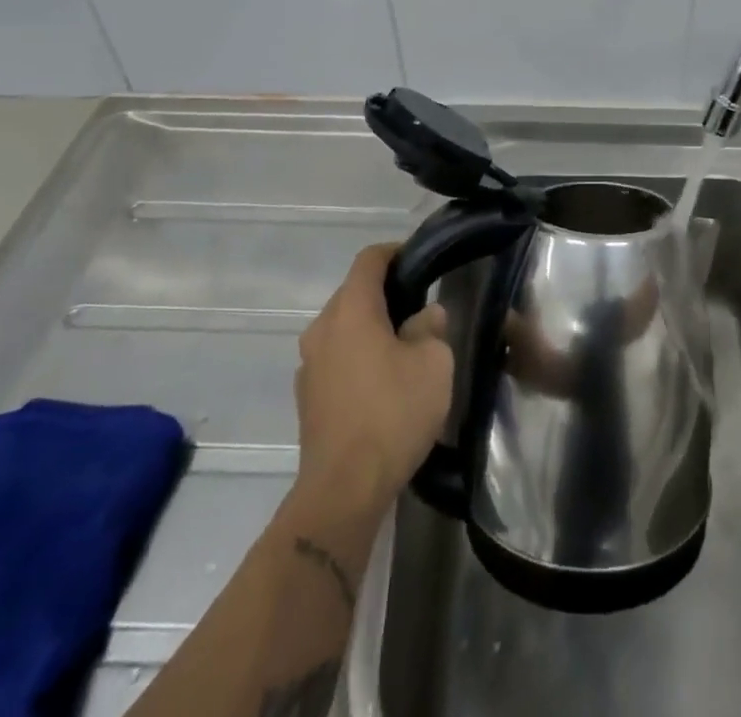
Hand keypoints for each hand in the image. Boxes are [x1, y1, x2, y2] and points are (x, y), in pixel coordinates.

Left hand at [295, 243, 453, 506]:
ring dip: (371, 327)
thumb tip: (425, 316)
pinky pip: (336, 357)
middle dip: (386, 293)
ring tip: (405, 345)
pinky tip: (383, 381)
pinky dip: (358, 356)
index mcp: (351, 310)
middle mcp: (322, 328)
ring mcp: (309, 364)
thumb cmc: (393, 413)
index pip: (369, 260)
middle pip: (354, 293)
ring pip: (344, 327)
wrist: (343, 489)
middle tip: (421, 305)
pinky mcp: (307, 397)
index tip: (420, 260)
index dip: (395, 252)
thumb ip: (430, 328)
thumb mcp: (433, 363)